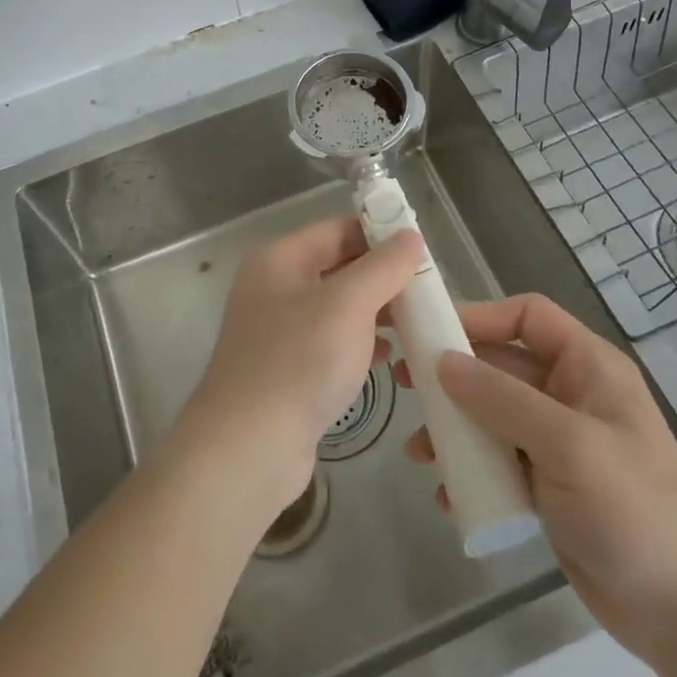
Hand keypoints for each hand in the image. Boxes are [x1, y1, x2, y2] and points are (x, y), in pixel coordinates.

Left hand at [182, 217, 419, 517]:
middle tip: (427, 290)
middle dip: (382, 276)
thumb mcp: (348, 304)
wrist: (249, 447)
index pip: (338, 229)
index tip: (423, 250)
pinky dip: (359, 343)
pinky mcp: (286, 367)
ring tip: (416, 323)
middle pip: (338, 265)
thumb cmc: (299, 361)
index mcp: (280, 258)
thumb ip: (382, 267)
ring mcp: (278, 329)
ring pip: (337, 306)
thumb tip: (410, 236)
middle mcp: (275, 285)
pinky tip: (387, 358)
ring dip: (375, 311)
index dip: (380, 234)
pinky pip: (330, 341)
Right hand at [397, 293, 676, 660]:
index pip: (527, 316)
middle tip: (405, 385)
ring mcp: (558, 440)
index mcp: (588, 367)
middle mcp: (571, 394)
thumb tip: (443, 362)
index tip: (432, 331)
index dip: (480, 315)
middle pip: (501, 364)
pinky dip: (470, 469)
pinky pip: (498, 459)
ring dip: (454, 426)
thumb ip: (502, 399)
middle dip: (453, 375)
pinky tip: (447, 493)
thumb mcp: (567, 445)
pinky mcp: (548, 483)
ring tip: (418, 450)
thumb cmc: (633, 510)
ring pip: (492, 414)